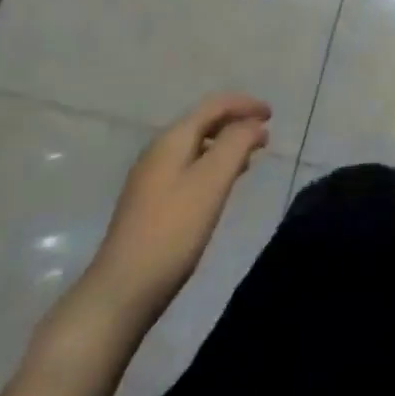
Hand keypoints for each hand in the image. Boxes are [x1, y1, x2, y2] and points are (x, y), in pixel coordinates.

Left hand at [81, 93, 271, 323]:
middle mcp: (158, 151)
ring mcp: (151, 178)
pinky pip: (188, 168)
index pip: (214, 106)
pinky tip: (221, 187)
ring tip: (250, 160)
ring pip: (196, 147)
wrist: (121, 291)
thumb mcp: (211, 182)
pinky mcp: (150, 203)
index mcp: (172, 139)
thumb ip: (236, 144)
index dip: (245, 104)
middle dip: (236, 124)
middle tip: (264, 138)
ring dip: (225, 146)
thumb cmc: (172, 230)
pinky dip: (212, 166)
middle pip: (203, 122)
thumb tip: (254, 123)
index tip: (272, 115)